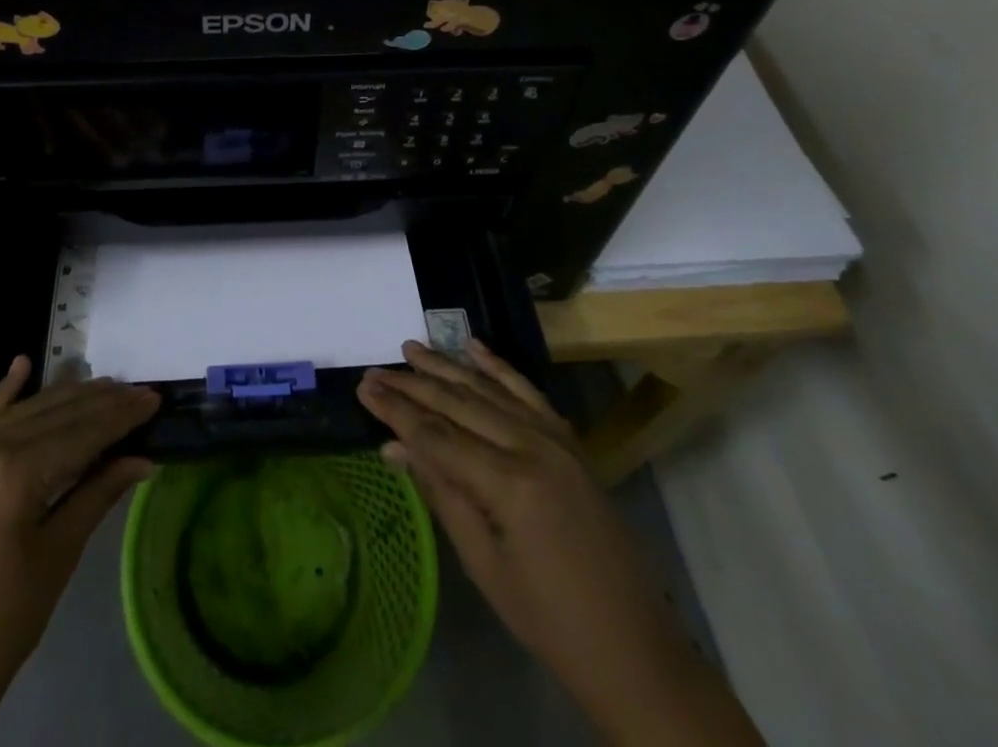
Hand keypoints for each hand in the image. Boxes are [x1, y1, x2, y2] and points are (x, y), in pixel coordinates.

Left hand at [0, 357, 159, 746]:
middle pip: (57, 414)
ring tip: (106, 384)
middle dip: (102, 402)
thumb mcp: (57, 555)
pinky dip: (7, 391)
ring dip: (67, 396)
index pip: (82, 432)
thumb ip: (98, 494)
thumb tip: (143, 458)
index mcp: (16, 472)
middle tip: (141, 392)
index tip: (155, 399)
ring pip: (27, 411)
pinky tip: (23, 363)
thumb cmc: (1, 623)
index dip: (122, 416)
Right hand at [359, 340, 759, 744]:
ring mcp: (556, 439)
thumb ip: (441, 493)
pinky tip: (473, 347)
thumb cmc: (549, 620)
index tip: (363, 387)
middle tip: (375, 370)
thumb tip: (393, 448)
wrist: (634, 649)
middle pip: (460, 404)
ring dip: (448, 367)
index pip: (438, 434)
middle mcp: (533, 447)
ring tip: (412, 348)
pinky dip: (499, 367)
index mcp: (511, 483)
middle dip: (413, 385)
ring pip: (490, 390)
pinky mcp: (570, 442)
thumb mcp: (484, 564)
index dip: (397, 410)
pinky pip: (528, 393)